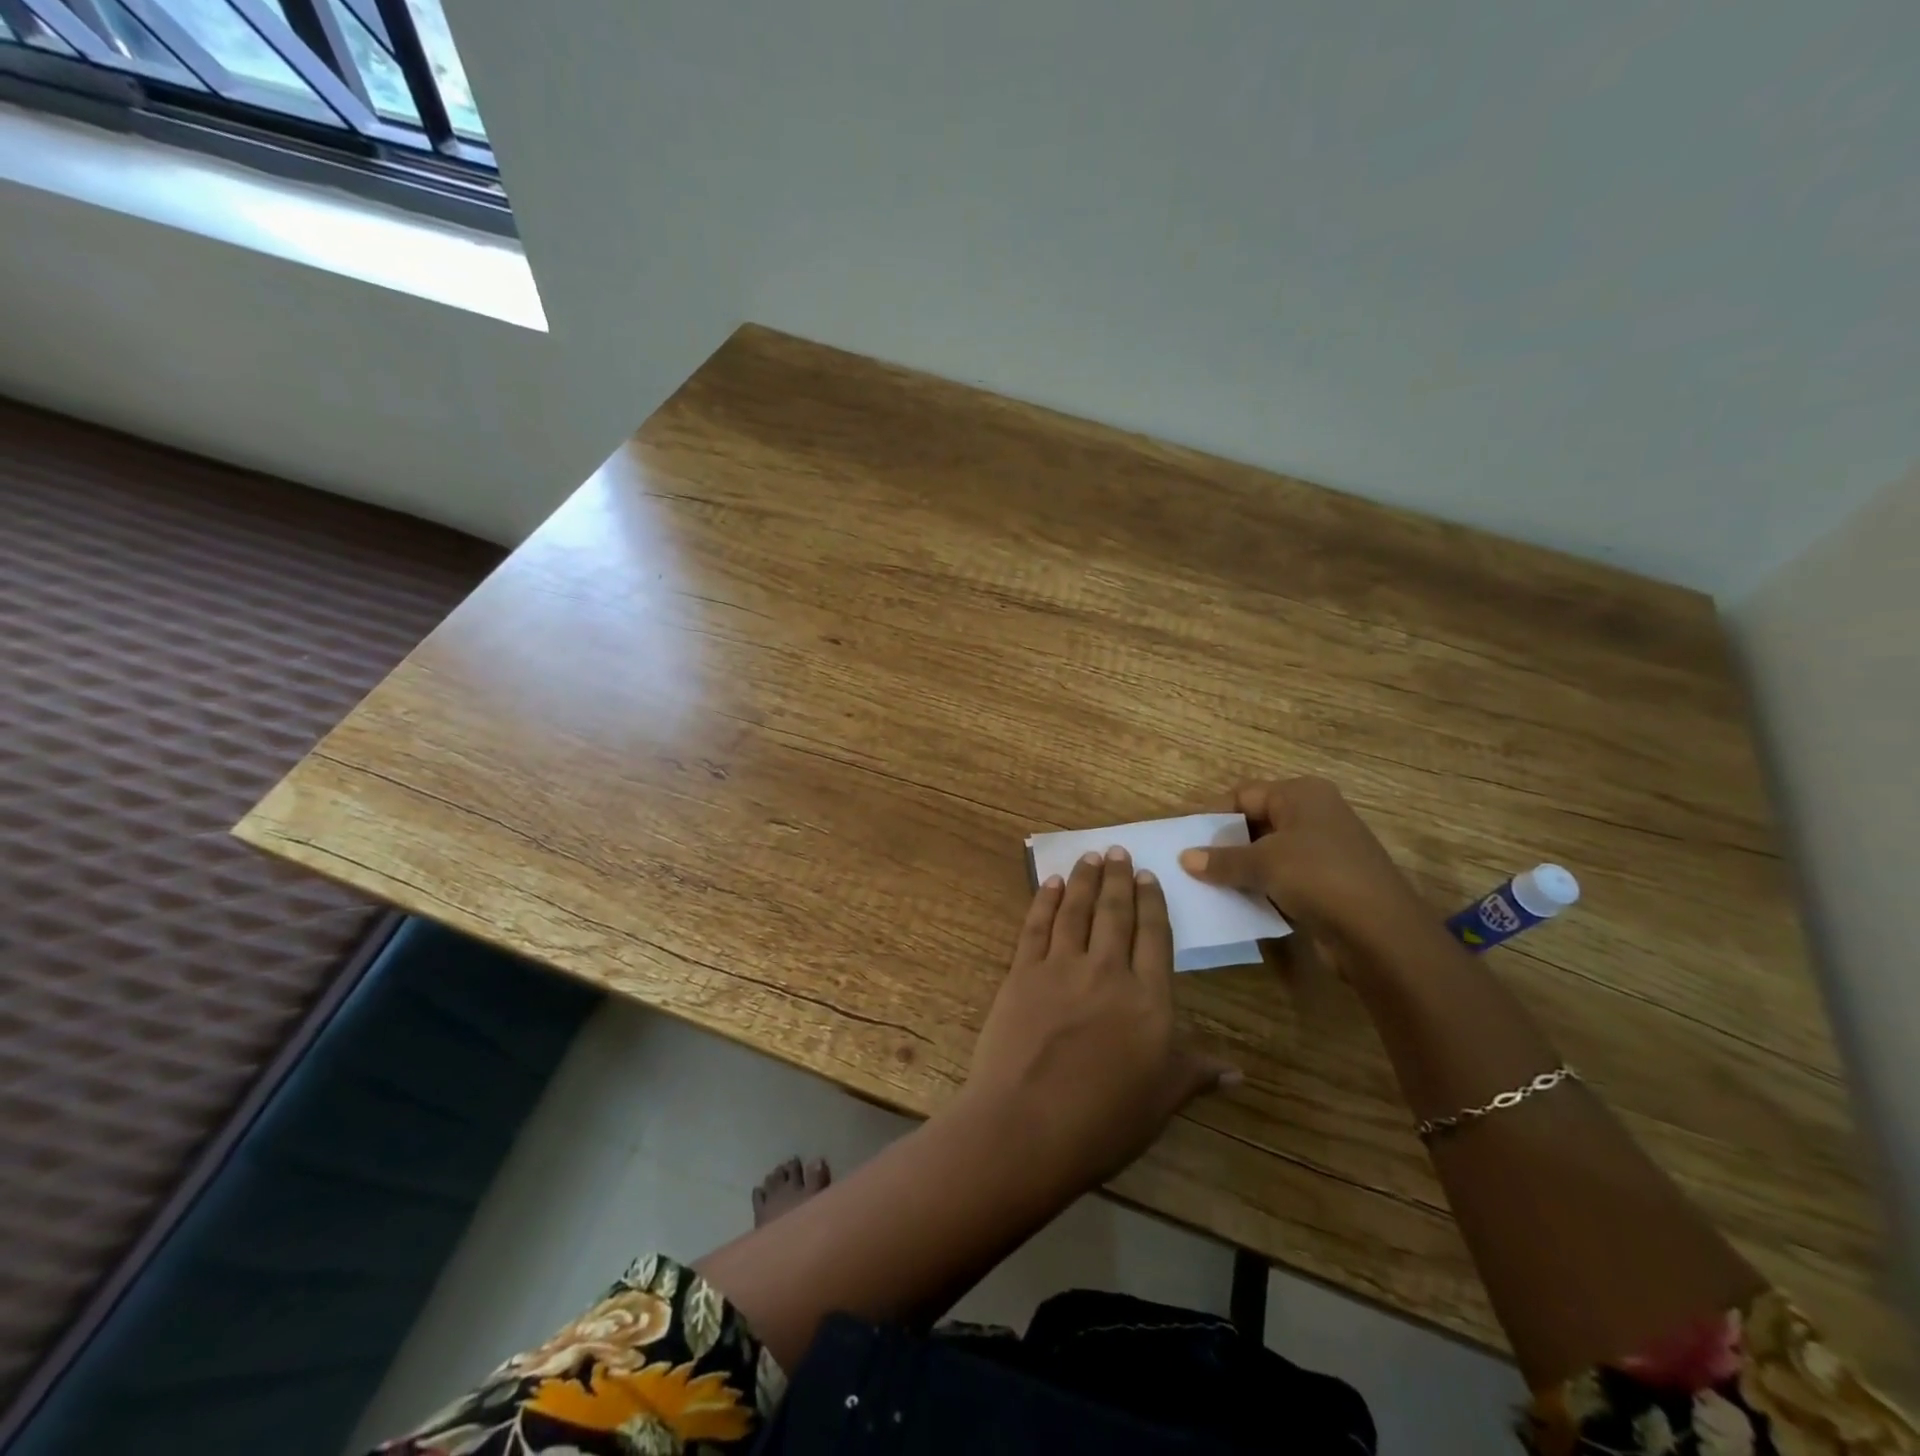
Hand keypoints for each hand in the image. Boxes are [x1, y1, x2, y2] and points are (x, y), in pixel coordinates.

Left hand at [966, 847, 1238, 1185]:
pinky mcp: (1022, 973)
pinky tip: (1051, 883)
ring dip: (1084, 879)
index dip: (1153, 903)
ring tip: (1090, 855)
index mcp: (1148, 999)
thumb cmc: (1104, 1121)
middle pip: (1115, 913)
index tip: (1149, 876)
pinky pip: (1036, 926)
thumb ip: (1196, 1073)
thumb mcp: (1162, 1100)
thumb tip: (1239, 1072)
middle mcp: (1107, 971)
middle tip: (1118, 850)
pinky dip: (1045, 900)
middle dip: (1118, 878)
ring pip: (1076, 911)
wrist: (1028, 1126)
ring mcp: (1060, 968)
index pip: (1155, 937)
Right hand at [1178, 776, 1425, 939]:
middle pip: (1255, 822)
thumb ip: (1221, 860)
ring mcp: (1324, 850)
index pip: (1244, 794)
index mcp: (1301, 795)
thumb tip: (1185, 858)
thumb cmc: (1319, 877)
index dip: (1212, 813)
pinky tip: (1236, 903)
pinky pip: (1282, 878)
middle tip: (1189, 862)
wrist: (1382, 934)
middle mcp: (1314, 815)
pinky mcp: (1327, 884)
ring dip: (1240, 868)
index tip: (1183, 836)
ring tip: (1204, 884)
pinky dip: (1260, 888)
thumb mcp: (1262, 863)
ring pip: (1268, 853)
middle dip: (1223, 843)